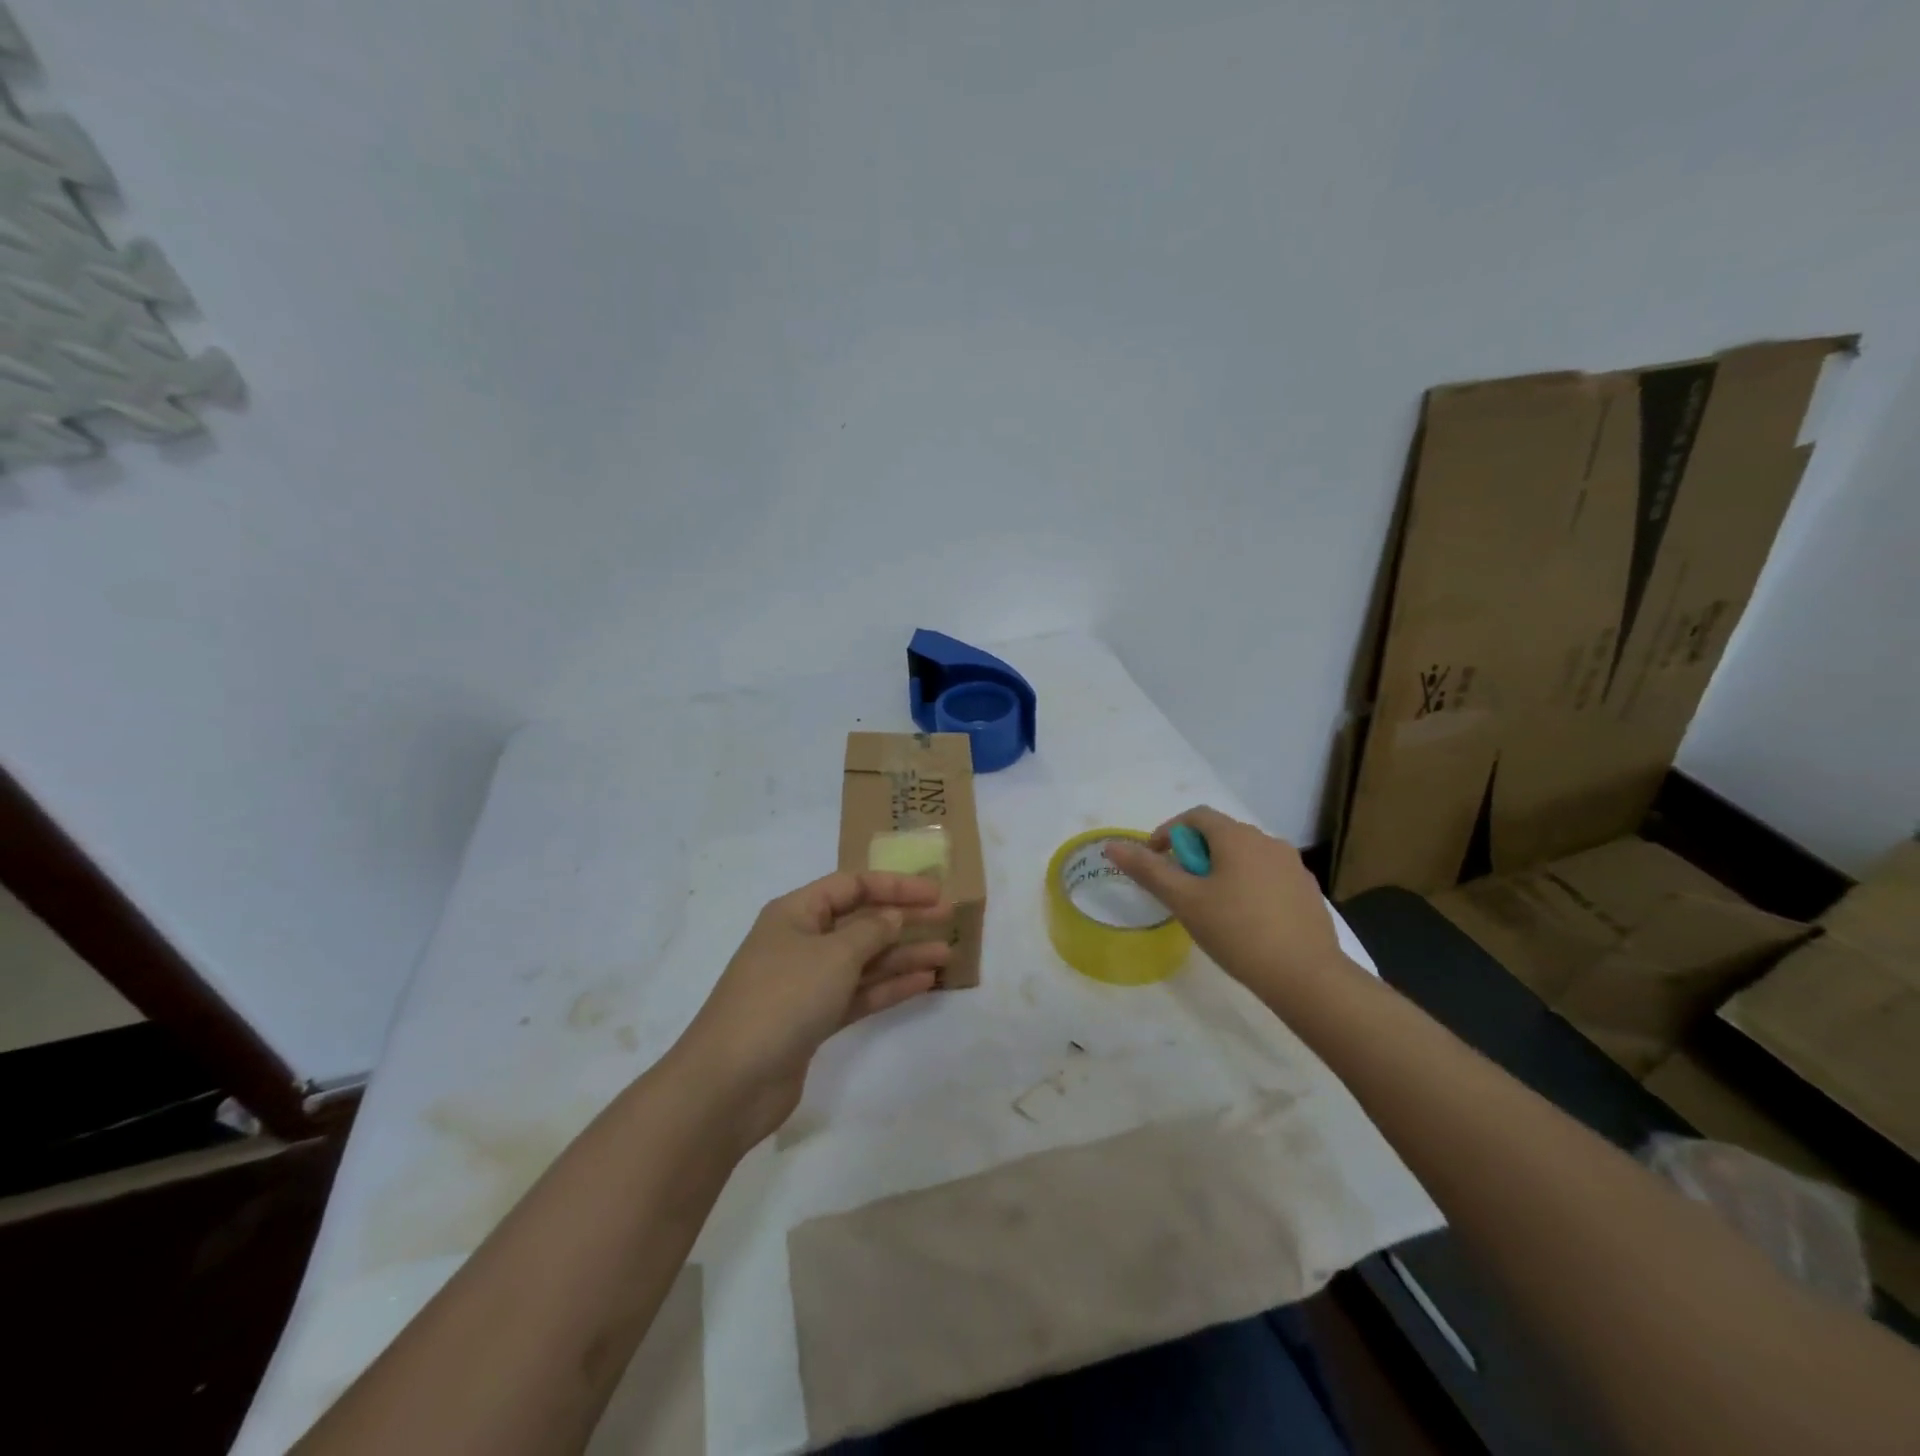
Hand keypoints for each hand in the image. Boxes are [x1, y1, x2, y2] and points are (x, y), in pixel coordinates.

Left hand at [675, 870, 950, 1146]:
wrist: (731, 1081)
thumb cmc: (782, 998)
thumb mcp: (833, 954)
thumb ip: (871, 931)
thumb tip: (893, 915)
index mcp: (796, 912)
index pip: (852, 885)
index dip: (894, 885)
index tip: (934, 893)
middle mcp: (801, 941)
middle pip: (860, 921)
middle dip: (904, 919)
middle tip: (949, 919)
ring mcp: (807, 983)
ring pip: (863, 960)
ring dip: (903, 956)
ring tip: (947, 955)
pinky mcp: (813, 1020)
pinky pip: (858, 993)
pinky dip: (888, 987)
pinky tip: (924, 984)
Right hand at [1104, 806, 1350, 1001]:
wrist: (1306, 976)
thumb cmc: (1237, 932)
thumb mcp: (1184, 901)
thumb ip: (1148, 870)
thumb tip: (1113, 846)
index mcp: (1237, 837)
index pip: (1196, 816)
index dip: (1169, 832)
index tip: (1155, 860)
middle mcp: (1268, 841)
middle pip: (1221, 834)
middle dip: (1194, 853)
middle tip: (1179, 887)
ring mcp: (1293, 866)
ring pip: (1245, 855)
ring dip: (1221, 869)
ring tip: (1210, 905)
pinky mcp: (1307, 891)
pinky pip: (1267, 875)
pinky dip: (1247, 885)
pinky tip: (1244, 920)